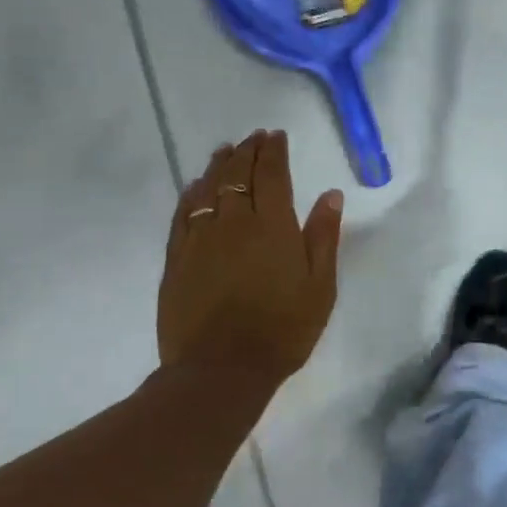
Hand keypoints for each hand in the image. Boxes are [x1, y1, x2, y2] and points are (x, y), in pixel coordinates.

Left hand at [158, 129, 343, 392]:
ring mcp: (200, 238)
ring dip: (218, 165)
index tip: (275, 136)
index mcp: (272, 226)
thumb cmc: (282, 330)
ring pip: (207, 188)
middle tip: (253, 138)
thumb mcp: (320, 287)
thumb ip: (323, 237)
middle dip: (247, 151)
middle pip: (237, 174)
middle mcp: (233, 222)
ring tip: (225, 151)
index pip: (271, 174)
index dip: (273, 151)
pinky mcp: (176, 258)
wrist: (221, 370)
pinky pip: (182, 214)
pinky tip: (195, 187)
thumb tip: (330, 195)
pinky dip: (191, 194)